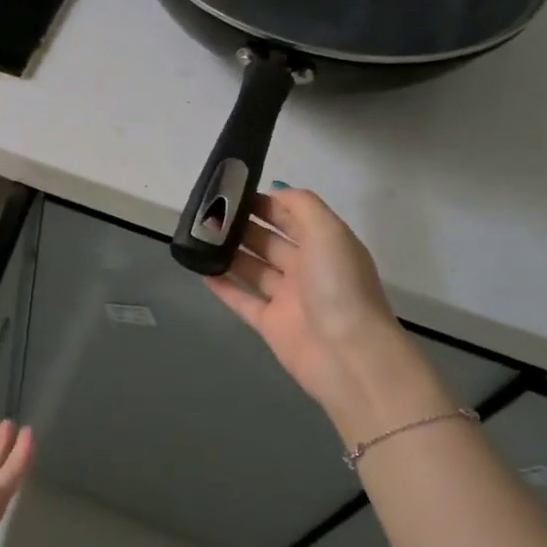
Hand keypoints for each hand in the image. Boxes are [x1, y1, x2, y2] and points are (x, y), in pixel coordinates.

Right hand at [204, 189, 427, 431]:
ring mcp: (288, 298)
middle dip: (243, 226)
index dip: (267, 203)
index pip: (293, 216)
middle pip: (270, 241)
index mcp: (326, 245)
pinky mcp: (270, 324)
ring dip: (230, 253)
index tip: (233, 192)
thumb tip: (275, 192)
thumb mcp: (328, 231)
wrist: (347, 353)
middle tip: (209, 214)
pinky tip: (202, 270)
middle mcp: (307, 269)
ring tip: (199, 237)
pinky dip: (223, 286)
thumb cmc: (338, 285)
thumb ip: (301, 205)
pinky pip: (242, 300)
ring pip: (254, 269)